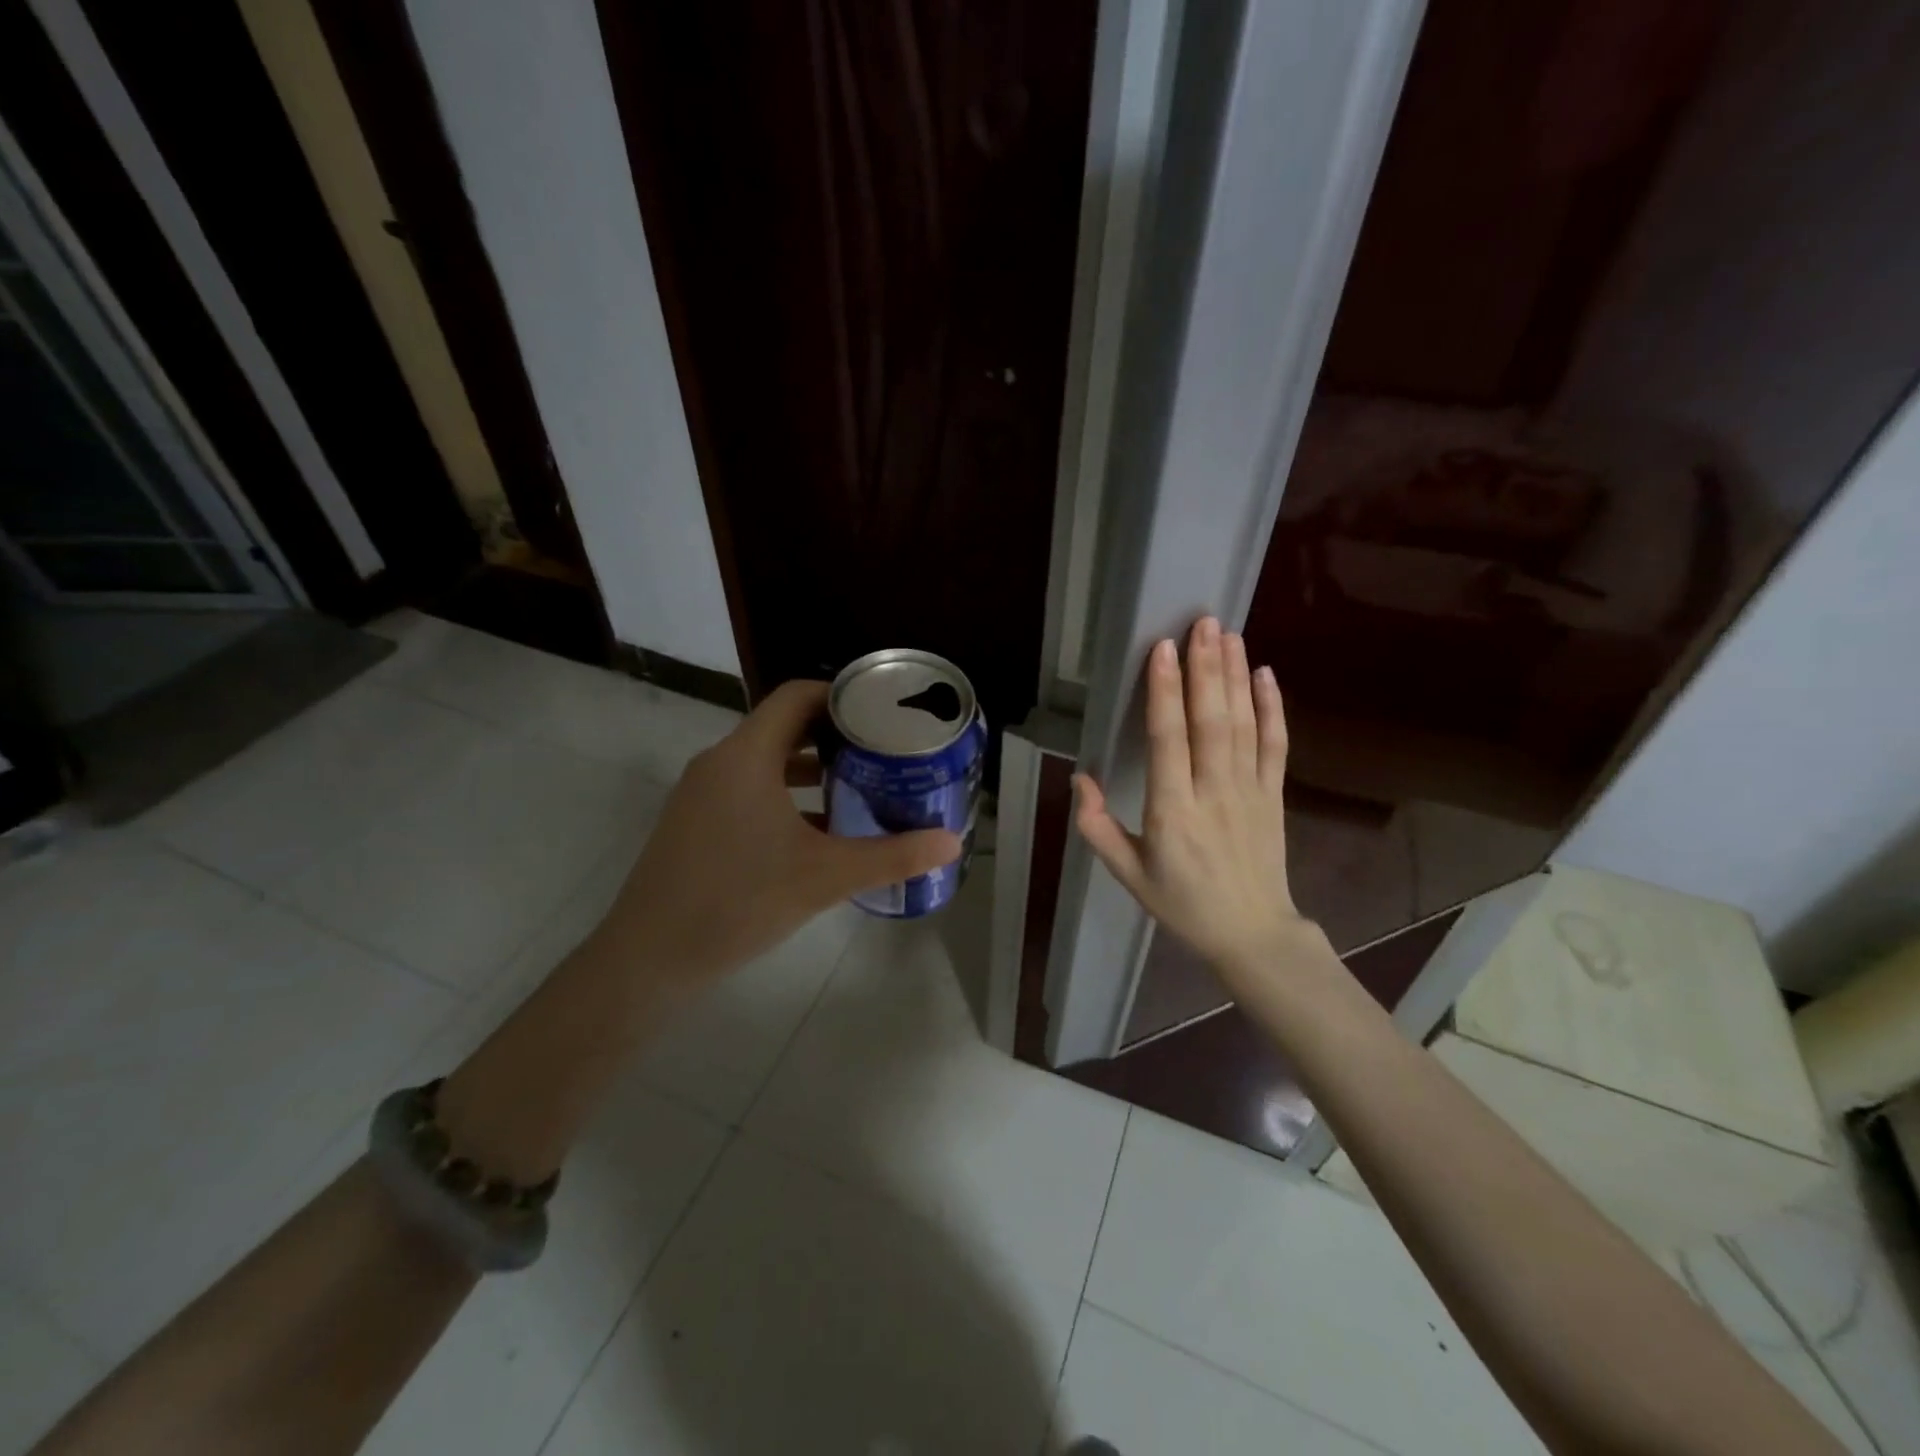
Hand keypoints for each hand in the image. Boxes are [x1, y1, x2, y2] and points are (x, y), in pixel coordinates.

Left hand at [601, 679, 962, 982]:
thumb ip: (891, 856)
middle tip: (885, 749)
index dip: (842, 696)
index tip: (883, 711)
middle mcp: (720, 762)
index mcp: (746, 756)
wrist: (649, 958)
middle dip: (836, 735)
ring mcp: (703, 793)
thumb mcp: (824, 877)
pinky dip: (788, 795)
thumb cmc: (738, 901)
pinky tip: (821, 830)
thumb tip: (952, 843)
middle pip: (784, 726)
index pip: (797, 696)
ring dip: (813, 769)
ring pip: (767, 762)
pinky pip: (750, 789)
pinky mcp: (697, 822)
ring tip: (862, 784)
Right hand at [1074, 618, 1317, 983]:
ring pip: (1244, 724)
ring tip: (1228, 634)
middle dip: (1206, 668)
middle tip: (1202, 623)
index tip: (1163, 650)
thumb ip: (1098, 826)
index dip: (1165, 692)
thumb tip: (1080, 778)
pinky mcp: (1274, 794)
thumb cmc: (1182, 904)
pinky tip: (1265, 674)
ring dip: (1236, 676)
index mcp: (1172, 811)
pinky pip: (1276, 744)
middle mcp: (1213, 792)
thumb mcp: (1127, 874)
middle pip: (1211, 720)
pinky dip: (1272, 707)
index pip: (1168, 740)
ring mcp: (1250, 791)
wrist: (1252, 933)